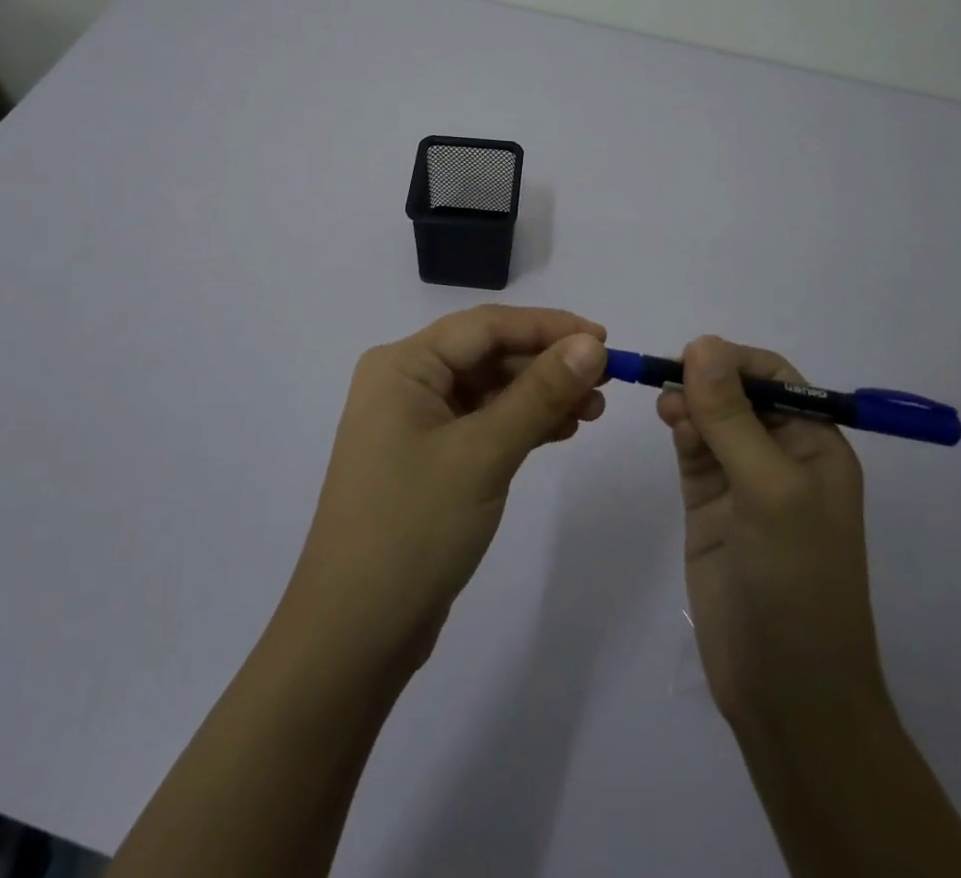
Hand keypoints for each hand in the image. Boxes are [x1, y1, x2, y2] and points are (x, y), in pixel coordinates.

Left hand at [283, 305, 608, 674]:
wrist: (353, 635)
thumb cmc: (413, 528)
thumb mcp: (484, 453)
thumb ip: (540, 393)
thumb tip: (592, 344)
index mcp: (403, 365)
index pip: (486, 326)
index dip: (548, 326)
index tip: (605, 339)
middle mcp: (405, 382)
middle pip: (488, 354)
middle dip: (547, 364)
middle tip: (606, 383)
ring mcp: (414, 422)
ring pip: (489, 389)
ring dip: (540, 395)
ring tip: (593, 411)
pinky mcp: (427, 458)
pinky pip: (482, 422)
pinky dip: (521, 424)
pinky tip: (561, 430)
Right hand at [656, 336, 884, 735]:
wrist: (786, 693)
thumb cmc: (797, 581)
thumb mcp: (770, 490)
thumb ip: (732, 416)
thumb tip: (701, 343)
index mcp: (816, 445)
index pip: (775, 377)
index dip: (735, 360)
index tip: (692, 356)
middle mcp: (782, 455)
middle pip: (738, 393)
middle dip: (706, 380)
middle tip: (670, 382)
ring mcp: (743, 481)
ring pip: (710, 419)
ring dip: (690, 402)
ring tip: (667, 408)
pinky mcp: (710, 505)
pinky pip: (694, 449)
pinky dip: (680, 429)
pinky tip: (669, 423)